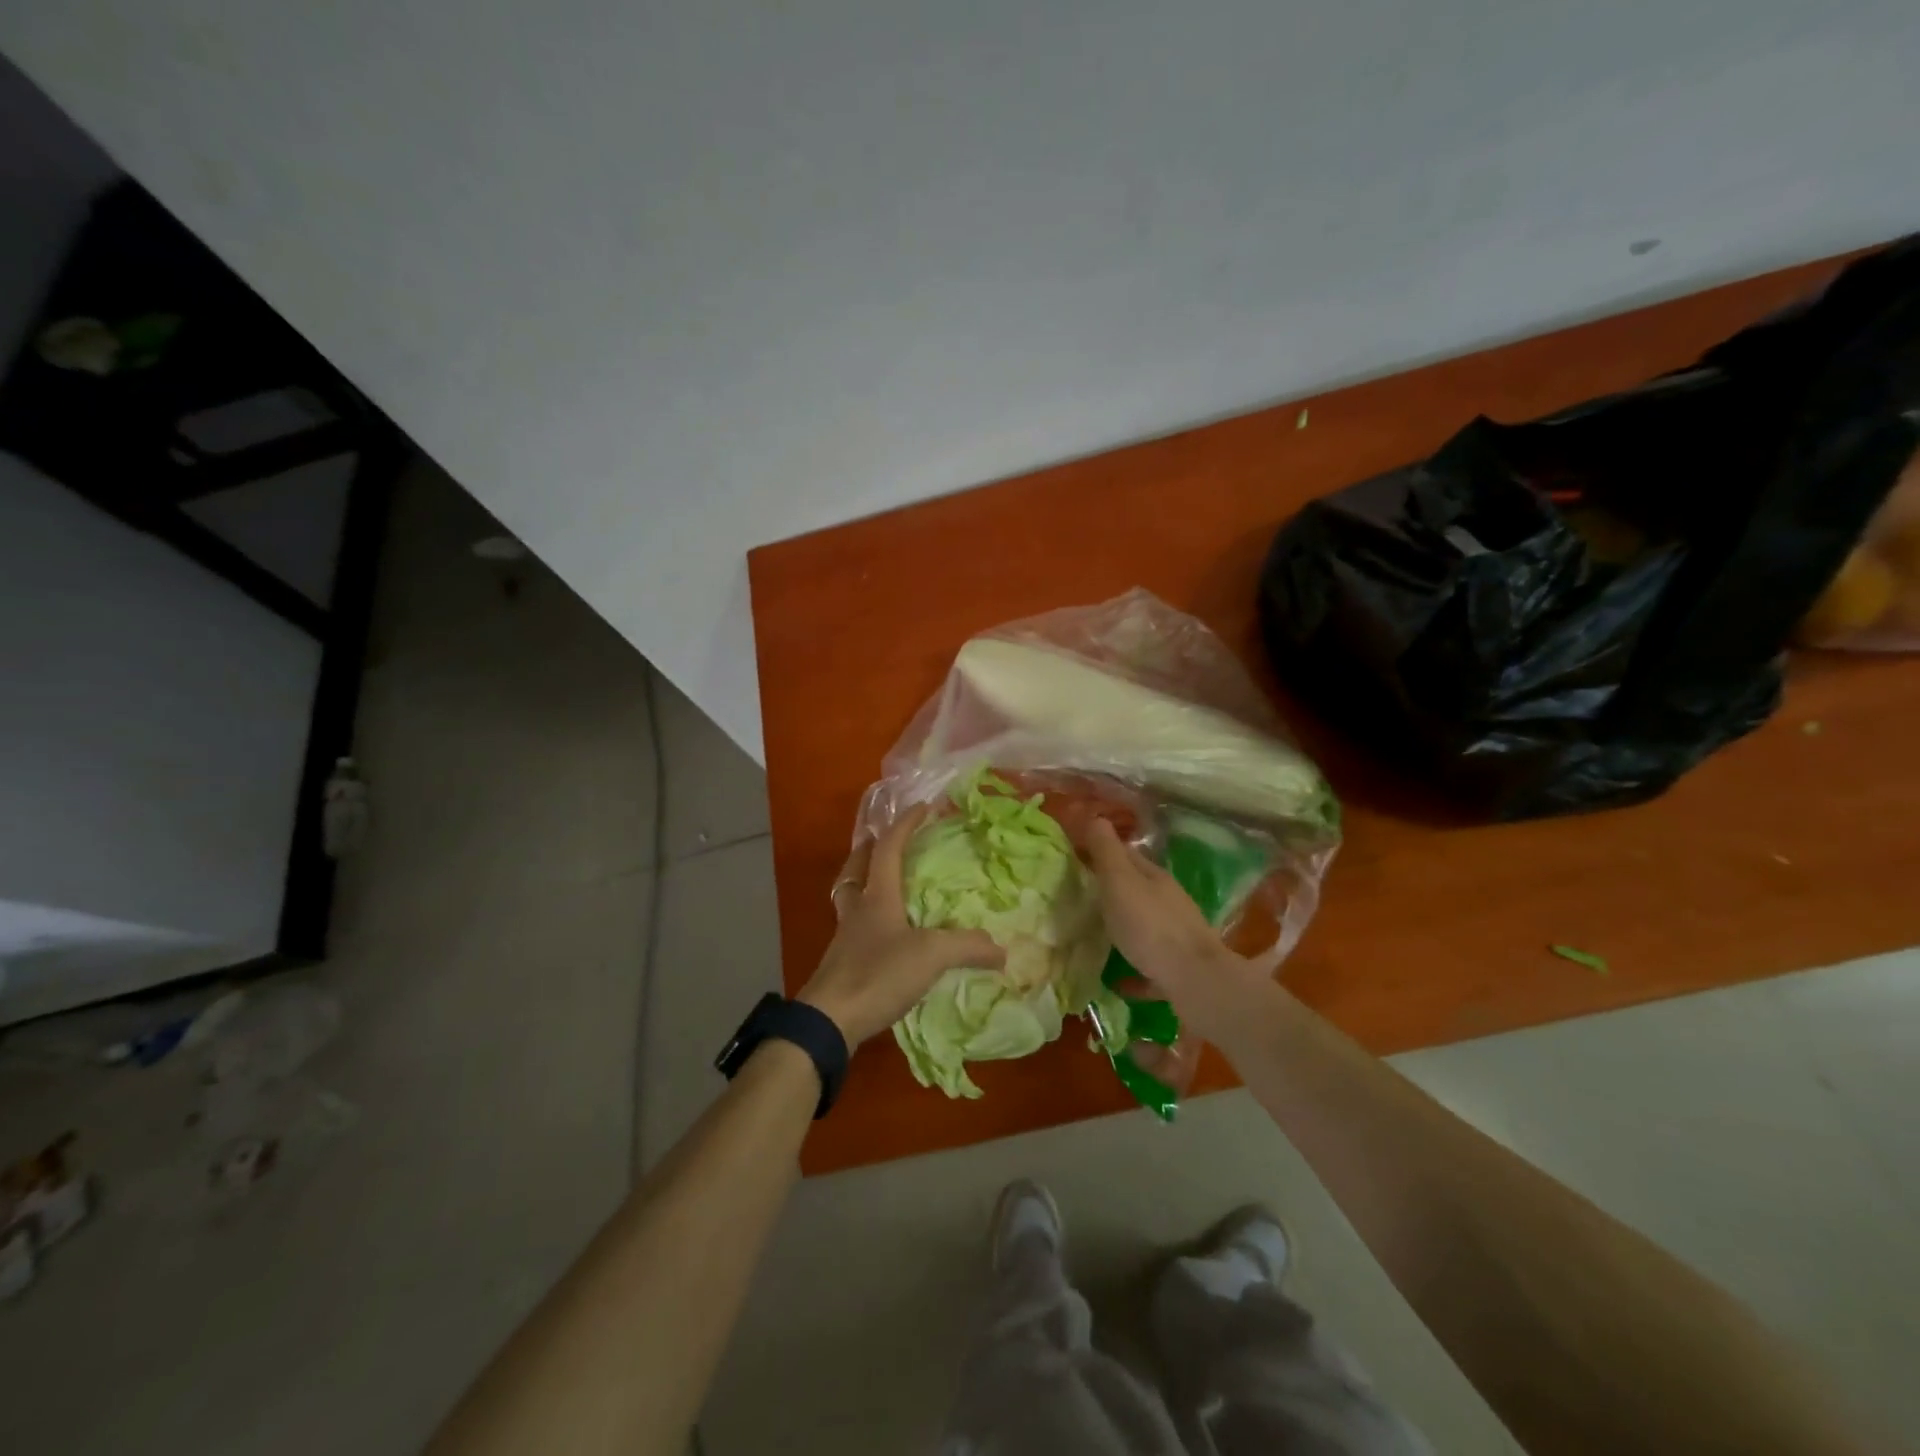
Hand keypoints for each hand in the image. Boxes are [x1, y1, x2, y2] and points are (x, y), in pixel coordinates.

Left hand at [798, 805, 1004, 1046]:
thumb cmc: (877, 974)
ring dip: (864, 881)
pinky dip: (867, 918)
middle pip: (856, 868)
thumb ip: (968, 947)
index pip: (888, 848)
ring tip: (884, 883)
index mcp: (877, 896)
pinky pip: (854, 927)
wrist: (829, 1021)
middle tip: (884, 840)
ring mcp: (846, 937)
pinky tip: (883, 933)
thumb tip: (1002, 949)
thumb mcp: (931, 956)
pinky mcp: (843, 963)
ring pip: (851, 896)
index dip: (904, 825)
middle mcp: (857, 910)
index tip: (922, 807)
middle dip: (869, 848)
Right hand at [1084, 818, 1263, 1029]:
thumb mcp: (1120, 882)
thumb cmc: (1150, 925)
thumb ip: (1107, 852)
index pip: (1126, 855)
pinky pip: (1149, 966)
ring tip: (1096, 935)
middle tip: (1079, 896)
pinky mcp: (1178, 969)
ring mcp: (1177, 936)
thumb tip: (1096, 817)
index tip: (1074, 857)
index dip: (1101, 852)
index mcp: (1154, 877)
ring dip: (1124, 926)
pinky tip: (1117, 980)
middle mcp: (1169, 902)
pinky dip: (1133, 969)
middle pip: (1137, 890)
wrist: (1195, 980)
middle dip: (1112, 890)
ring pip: (1145, 925)